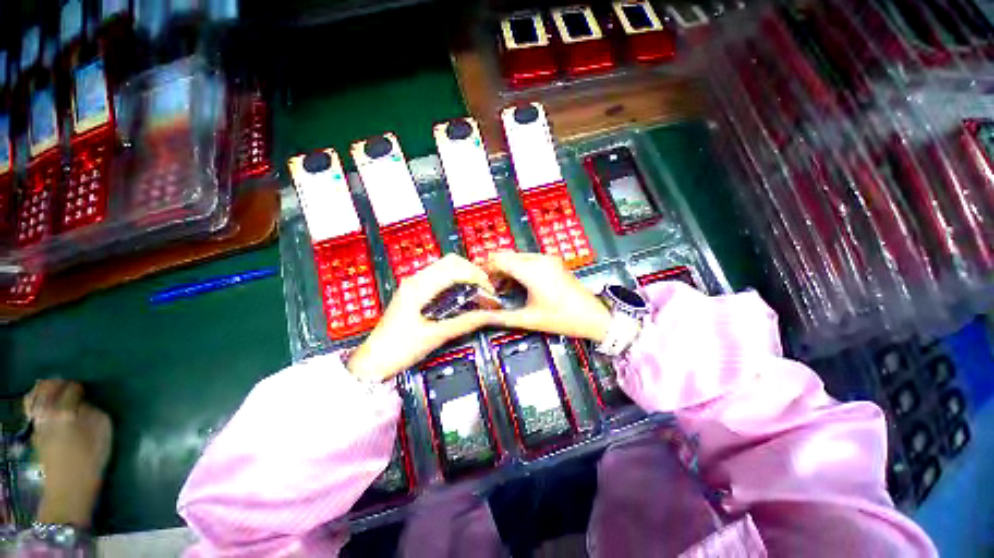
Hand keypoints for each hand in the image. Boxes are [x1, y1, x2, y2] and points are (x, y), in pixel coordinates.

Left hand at [24, 380, 112, 527]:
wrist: (69, 489)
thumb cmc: (91, 459)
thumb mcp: (102, 433)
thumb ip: (93, 412)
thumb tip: (86, 403)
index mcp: (65, 410)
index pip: (72, 388)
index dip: (80, 388)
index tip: (87, 392)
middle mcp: (47, 412)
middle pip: (47, 387)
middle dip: (58, 384)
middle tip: (70, 387)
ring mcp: (37, 422)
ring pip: (35, 396)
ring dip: (45, 392)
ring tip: (56, 393)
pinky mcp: (34, 431)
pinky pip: (33, 408)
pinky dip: (37, 402)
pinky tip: (46, 407)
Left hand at [347, 254, 495, 381]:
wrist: (373, 360)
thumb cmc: (399, 349)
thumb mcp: (435, 337)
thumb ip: (464, 323)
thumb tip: (489, 315)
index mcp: (419, 287)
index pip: (455, 269)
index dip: (476, 277)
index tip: (490, 291)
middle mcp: (416, 279)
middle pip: (451, 261)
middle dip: (473, 271)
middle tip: (486, 288)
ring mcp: (413, 283)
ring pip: (446, 266)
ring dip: (465, 273)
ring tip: (478, 290)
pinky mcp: (414, 290)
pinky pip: (440, 275)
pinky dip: (455, 279)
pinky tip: (463, 293)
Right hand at [485, 252, 610, 342]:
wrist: (593, 317)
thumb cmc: (563, 318)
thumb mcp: (529, 319)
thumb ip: (501, 317)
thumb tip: (482, 316)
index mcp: (532, 270)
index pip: (499, 259)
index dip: (485, 268)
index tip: (478, 281)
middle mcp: (539, 259)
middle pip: (507, 255)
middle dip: (495, 269)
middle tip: (488, 286)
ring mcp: (548, 259)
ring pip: (517, 257)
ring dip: (506, 268)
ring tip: (501, 287)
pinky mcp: (553, 262)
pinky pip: (528, 259)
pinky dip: (518, 268)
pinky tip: (516, 283)